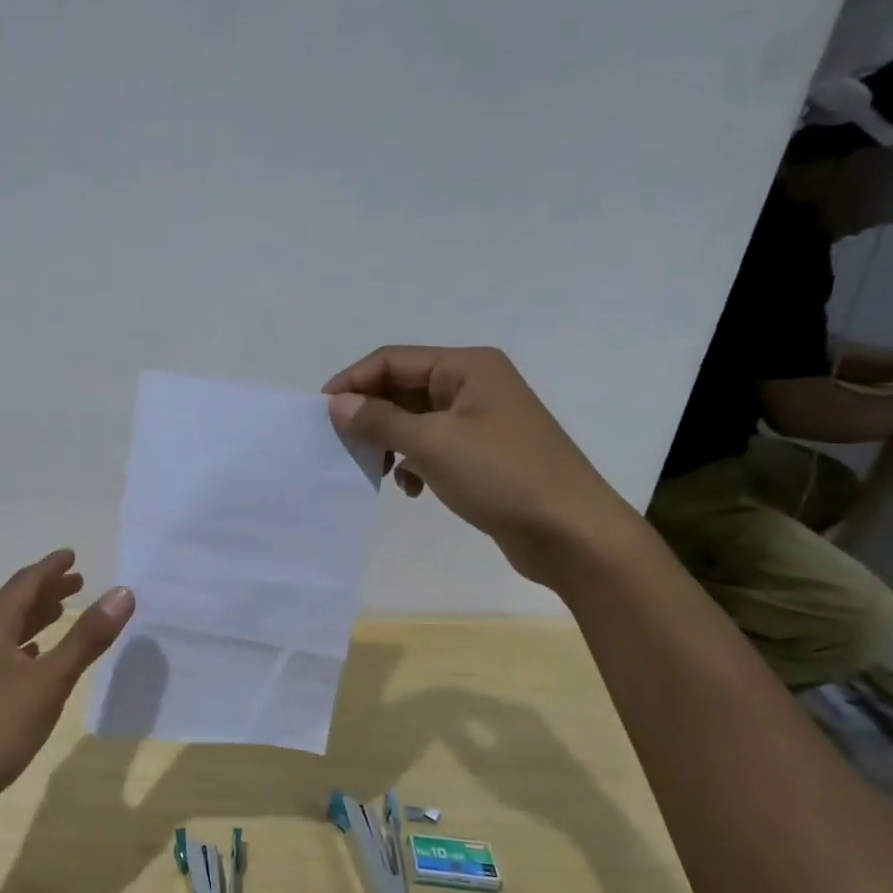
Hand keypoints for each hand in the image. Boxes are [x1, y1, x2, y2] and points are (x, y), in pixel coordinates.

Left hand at [0, 550, 133, 833]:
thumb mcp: (49, 682)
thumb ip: (87, 638)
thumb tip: (122, 592)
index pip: (24, 584)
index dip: (50, 568)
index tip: (72, 556)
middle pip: (14, 604)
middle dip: (46, 591)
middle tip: (78, 582)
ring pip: (8, 632)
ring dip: (36, 619)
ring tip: (62, 613)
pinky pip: (2, 657)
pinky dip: (24, 649)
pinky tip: (35, 659)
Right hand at [323, 345, 645, 588]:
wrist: (571, 532)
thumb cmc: (502, 476)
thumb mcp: (433, 444)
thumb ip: (380, 421)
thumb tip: (336, 403)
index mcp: (467, 367)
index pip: (393, 360)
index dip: (353, 382)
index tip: (321, 414)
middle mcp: (474, 385)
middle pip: (403, 387)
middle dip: (371, 414)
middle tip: (343, 445)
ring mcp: (480, 420)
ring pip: (415, 419)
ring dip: (390, 441)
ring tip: (377, 469)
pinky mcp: (483, 454)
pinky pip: (433, 445)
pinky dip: (414, 462)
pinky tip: (411, 488)